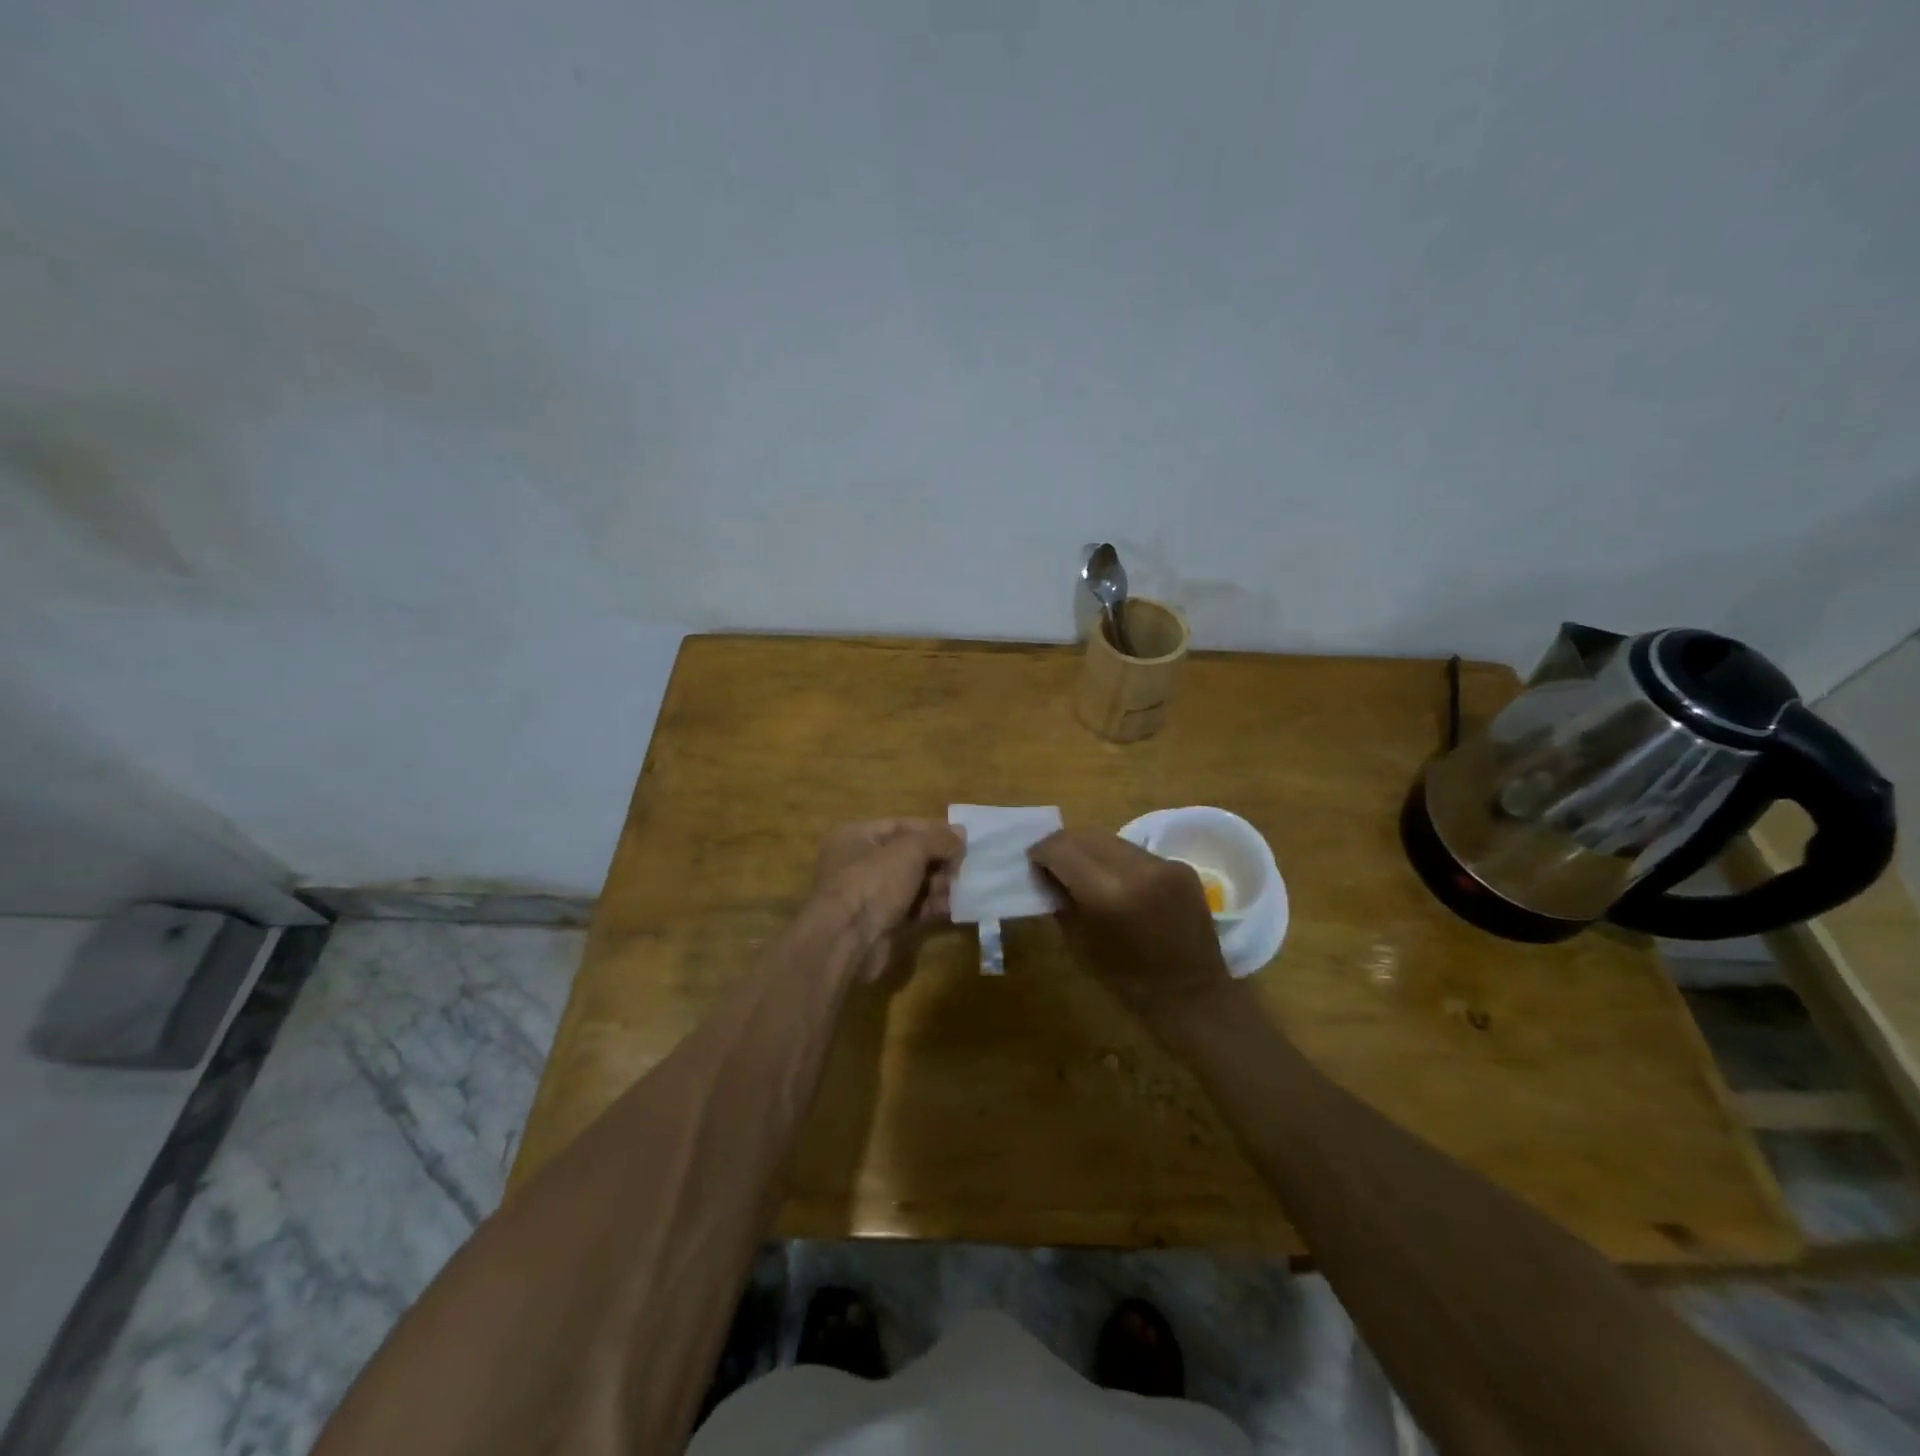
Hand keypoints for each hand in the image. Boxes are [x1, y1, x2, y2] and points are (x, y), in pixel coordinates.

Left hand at [810, 819, 964, 983]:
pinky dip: (930, 906)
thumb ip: (937, 839)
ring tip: (961, 888)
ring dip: (937, 885)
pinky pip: (911, 908)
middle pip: (908, 855)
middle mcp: (858, 863)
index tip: (962, 838)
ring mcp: (868, 895)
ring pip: (911, 883)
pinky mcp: (880, 922)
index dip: (932, 830)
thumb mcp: (909, 850)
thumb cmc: (873, 882)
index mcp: (855, 836)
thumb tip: (961, 833)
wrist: (847, 941)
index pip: (900, 825)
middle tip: (963, 867)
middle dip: (937, 861)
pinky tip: (952, 907)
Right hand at [1028, 829, 1232, 1014]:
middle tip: (1050, 861)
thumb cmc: (1128, 982)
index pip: (1062, 850)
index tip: (1032, 861)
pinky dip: (1117, 859)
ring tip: (1080, 868)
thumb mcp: (1080, 945)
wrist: (1193, 997)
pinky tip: (1113, 879)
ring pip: (1112, 839)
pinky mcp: (1181, 866)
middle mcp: (1138, 870)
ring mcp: (1164, 865)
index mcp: (1109, 894)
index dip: (1041, 851)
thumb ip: (1061, 902)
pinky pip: (1136, 852)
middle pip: (1086, 836)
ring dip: (1090, 849)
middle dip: (1063, 844)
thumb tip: (1046, 874)